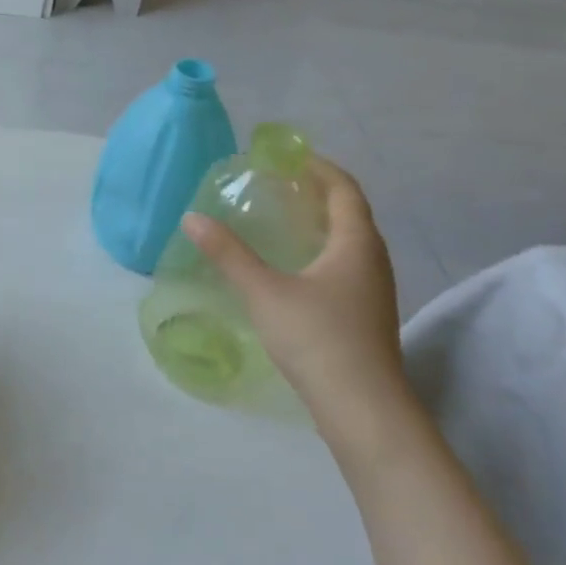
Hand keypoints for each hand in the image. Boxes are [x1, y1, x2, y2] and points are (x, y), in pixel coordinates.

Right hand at [183, 157, 416, 454]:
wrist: (362, 407)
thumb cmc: (317, 338)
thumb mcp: (264, 292)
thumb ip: (228, 254)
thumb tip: (192, 218)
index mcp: (356, 244)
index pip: (344, 189)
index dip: (319, 168)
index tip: (289, 156)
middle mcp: (372, 260)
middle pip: (350, 213)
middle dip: (318, 193)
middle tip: (280, 185)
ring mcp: (373, 291)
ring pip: (350, 243)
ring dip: (322, 224)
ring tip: (285, 221)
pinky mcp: (366, 315)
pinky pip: (346, 266)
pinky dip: (323, 252)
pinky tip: (296, 269)